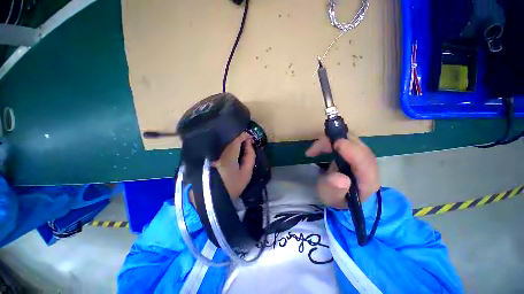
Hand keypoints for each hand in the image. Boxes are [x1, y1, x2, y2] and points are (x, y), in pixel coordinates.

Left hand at [213, 132, 255, 198]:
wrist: (215, 197)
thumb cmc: (233, 186)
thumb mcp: (246, 173)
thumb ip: (250, 157)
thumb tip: (250, 144)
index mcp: (229, 155)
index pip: (236, 140)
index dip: (244, 136)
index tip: (251, 137)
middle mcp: (221, 153)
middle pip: (231, 141)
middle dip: (240, 139)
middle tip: (249, 141)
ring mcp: (216, 156)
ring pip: (227, 145)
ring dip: (236, 143)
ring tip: (244, 146)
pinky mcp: (213, 159)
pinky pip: (224, 149)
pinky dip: (231, 148)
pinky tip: (236, 151)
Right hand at [306, 135, 379, 208]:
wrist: (338, 193)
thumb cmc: (334, 196)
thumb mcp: (330, 196)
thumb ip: (335, 189)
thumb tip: (341, 178)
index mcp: (367, 182)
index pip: (366, 163)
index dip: (353, 151)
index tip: (336, 144)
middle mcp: (369, 167)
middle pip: (359, 147)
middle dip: (337, 143)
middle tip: (315, 149)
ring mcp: (363, 156)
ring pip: (352, 140)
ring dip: (331, 141)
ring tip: (315, 150)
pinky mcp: (356, 150)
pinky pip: (346, 140)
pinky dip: (331, 141)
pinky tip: (320, 147)